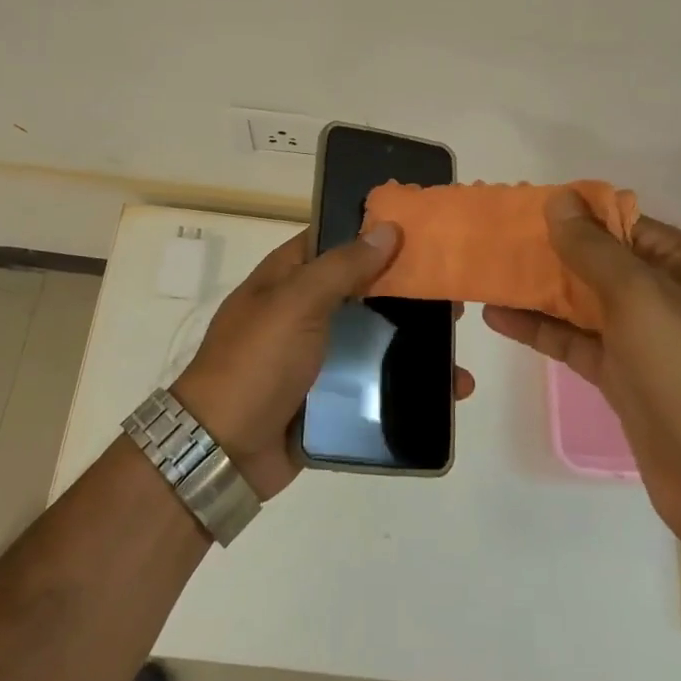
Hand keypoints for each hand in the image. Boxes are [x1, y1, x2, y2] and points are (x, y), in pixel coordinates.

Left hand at [174, 225, 476, 500]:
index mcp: (287, 276)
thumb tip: (388, 229)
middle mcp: (303, 309)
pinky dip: (407, 381)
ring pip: (374, 335)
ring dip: (415, 339)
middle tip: (453, 291)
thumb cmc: (256, 363)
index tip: (424, 231)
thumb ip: (342, 266)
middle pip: (363, 288)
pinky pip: (374, 380)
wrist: (223, 452)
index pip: (336, 238)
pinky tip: (448, 388)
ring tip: (458, 343)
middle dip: (406, 289)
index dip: (375, 231)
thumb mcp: (296, 303)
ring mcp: (317, 354)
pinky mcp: (330, 395)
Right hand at [484, 191, 680, 553]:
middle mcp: (660, 293)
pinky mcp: (619, 375)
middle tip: (490, 240)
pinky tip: (496, 316)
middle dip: (546, 249)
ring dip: (535, 288)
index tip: (520, 207)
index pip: (618, 221)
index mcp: (679, 264)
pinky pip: (572, 340)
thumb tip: (559, 199)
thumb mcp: (642, 299)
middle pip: (594, 260)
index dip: (571, 212)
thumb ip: (594, 249)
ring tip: (483, 273)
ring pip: (579, 300)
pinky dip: (537, 328)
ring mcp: (639, 338)